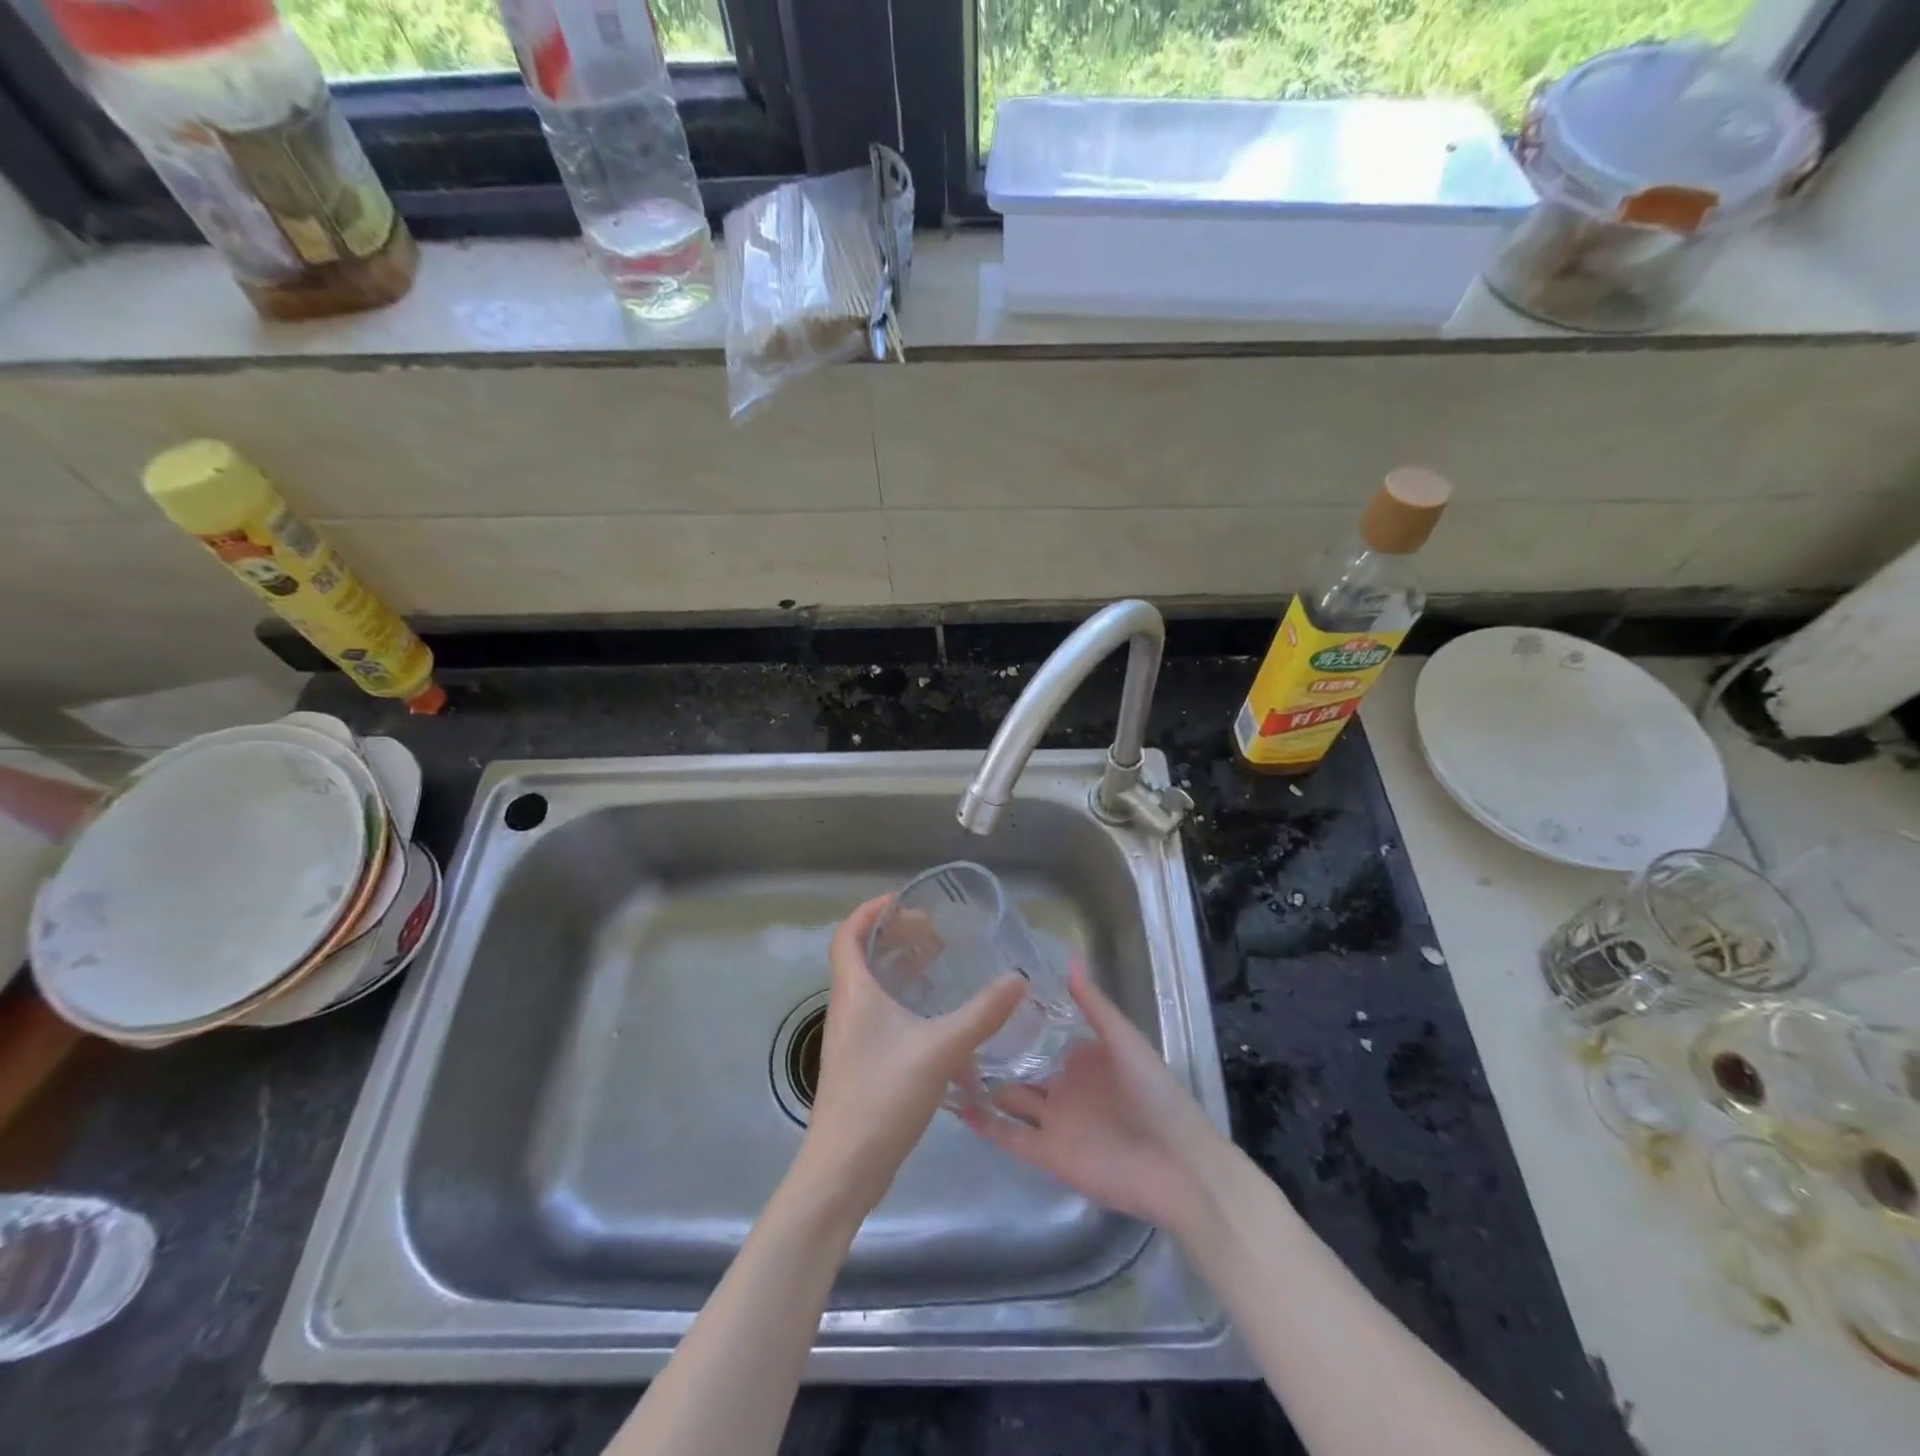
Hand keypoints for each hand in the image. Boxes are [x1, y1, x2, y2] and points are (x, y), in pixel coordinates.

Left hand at [796, 895, 1025, 1219]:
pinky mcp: (862, 1063)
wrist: (844, 1169)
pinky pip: (883, 1016)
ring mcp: (852, 1038)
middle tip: (935, 933)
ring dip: (903, 970)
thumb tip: (1018, 979)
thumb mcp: (940, 1049)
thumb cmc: (882, 1095)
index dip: (871, 910)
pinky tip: (940, 1021)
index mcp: (854, 991)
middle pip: (863, 956)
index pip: (848, 933)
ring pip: (875, 988)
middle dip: (896, 937)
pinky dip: (908, 1004)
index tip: (906, 902)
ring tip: (940, 965)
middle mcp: (847, 1007)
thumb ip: (982, 1014)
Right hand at [961, 962, 1226, 1235]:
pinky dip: (986, 1124)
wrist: (1177, 1166)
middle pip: (1020, 1069)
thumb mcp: (1124, 1040)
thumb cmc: (1154, 1094)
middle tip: (953, 1031)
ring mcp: (1055, 1122)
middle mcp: (1065, 1087)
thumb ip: (1093, 1004)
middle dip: (992, 1054)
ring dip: (982, 1086)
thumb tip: (1069, 958)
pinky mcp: (1048, 1155)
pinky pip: (1010, 1137)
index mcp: (1084, 1059)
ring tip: (945, 1064)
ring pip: (1010, 1100)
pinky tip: (958, 1105)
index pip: (1042, 1036)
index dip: (1015, 1021)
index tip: (982, 999)